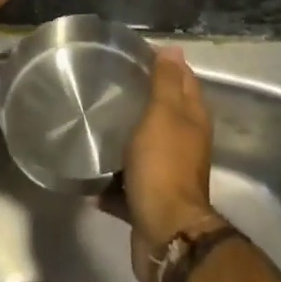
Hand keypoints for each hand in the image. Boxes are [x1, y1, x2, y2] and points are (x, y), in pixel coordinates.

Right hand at [117, 49, 224, 281]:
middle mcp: (185, 144)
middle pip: (164, 114)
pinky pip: (128, 183)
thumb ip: (166, 83)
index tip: (135, 54)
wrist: (164, 232)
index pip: (184, 80)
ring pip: (145, 148)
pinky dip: (112, 180)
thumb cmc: (163, 166)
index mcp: (192, 120)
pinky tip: (89, 176)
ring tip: (94, 126)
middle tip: (109, 85)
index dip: (165, 64)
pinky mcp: (150, 200)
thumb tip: (174, 49)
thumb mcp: (163, 114)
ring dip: (126, 140)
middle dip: (142, 100)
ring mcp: (168, 173)